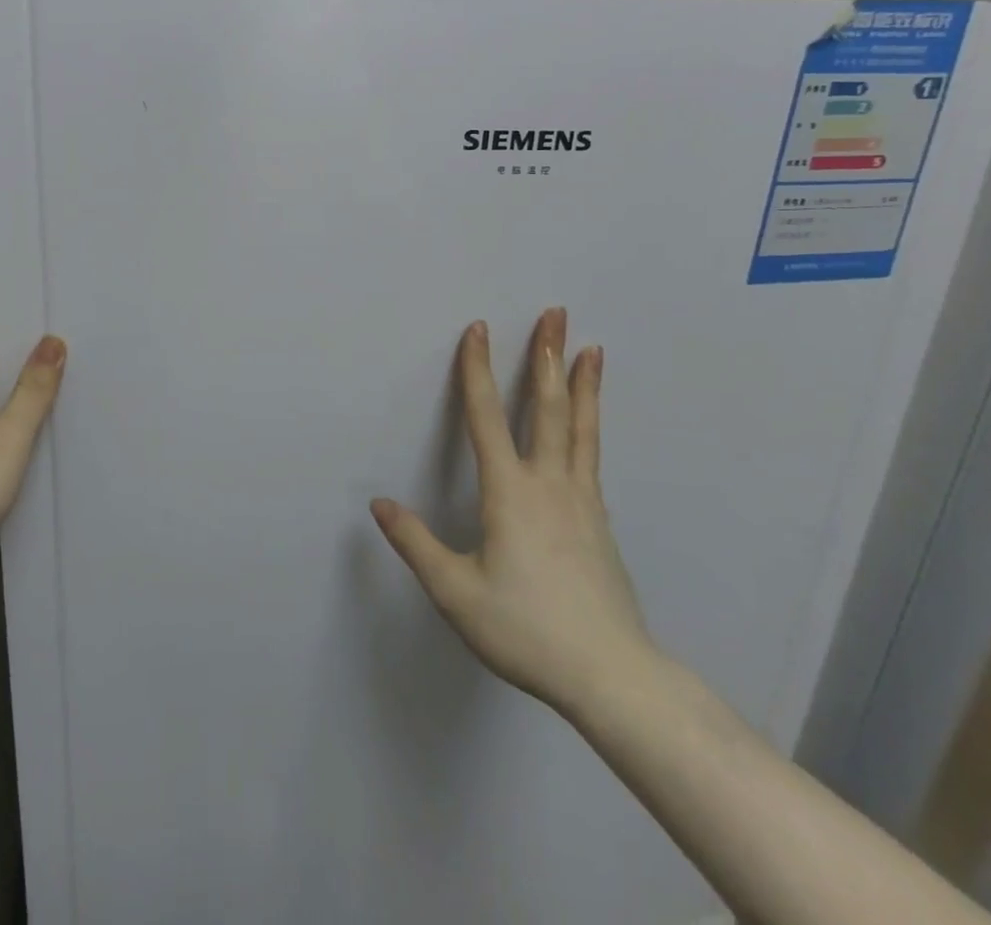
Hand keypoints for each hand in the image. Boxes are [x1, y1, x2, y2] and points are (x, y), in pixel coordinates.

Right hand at [371, 309, 655, 717]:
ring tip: (592, 348)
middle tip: (557, 314)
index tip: (479, 329)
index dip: (478, 370)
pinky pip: (592, 456)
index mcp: (510, 493)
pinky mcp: (600, 522)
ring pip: (581, 428)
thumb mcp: (456, 592)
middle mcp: (549, 484)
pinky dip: (591, 425)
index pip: (485, 417)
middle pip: (548, 407)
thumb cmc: (526, 630)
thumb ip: (415, 543)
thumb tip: (379, 504)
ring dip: (583, 384)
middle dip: (548, 356)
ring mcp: (582, 501)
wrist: (611, 676)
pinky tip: (590, 424)